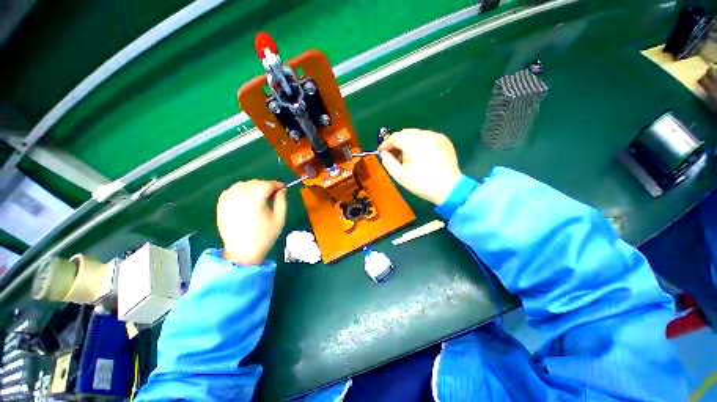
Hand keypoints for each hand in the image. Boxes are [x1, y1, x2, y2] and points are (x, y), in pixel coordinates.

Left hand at [217, 180, 286, 265]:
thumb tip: (282, 189)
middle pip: (255, 183)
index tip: (283, 187)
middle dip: (266, 186)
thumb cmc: (264, 236)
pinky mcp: (221, 204)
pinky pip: (232, 190)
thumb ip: (282, 201)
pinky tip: (246, 198)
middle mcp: (239, 195)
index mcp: (255, 198)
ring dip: (254, 187)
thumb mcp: (279, 218)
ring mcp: (228, 199)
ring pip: (243, 184)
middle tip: (273, 194)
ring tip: (260, 196)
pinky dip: (241, 190)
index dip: (277, 184)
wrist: (242, 252)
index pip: (267, 184)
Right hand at [379, 129, 461, 204]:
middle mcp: (426, 135)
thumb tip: (384, 153)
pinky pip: (426, 137)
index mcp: (414, 143)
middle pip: (405, 133)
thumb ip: (388, 162)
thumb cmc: (421, 183)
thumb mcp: (399, 175)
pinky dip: (419, 142)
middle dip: (396, 142)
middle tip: (392, 154)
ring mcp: (437, 136)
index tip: (381, 152)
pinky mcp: (444, 139)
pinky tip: (419, 155)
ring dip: (407, 142)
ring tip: (406, 156)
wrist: (449, 189)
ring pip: (416, 134)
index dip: (386, 143)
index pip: (395, 137)